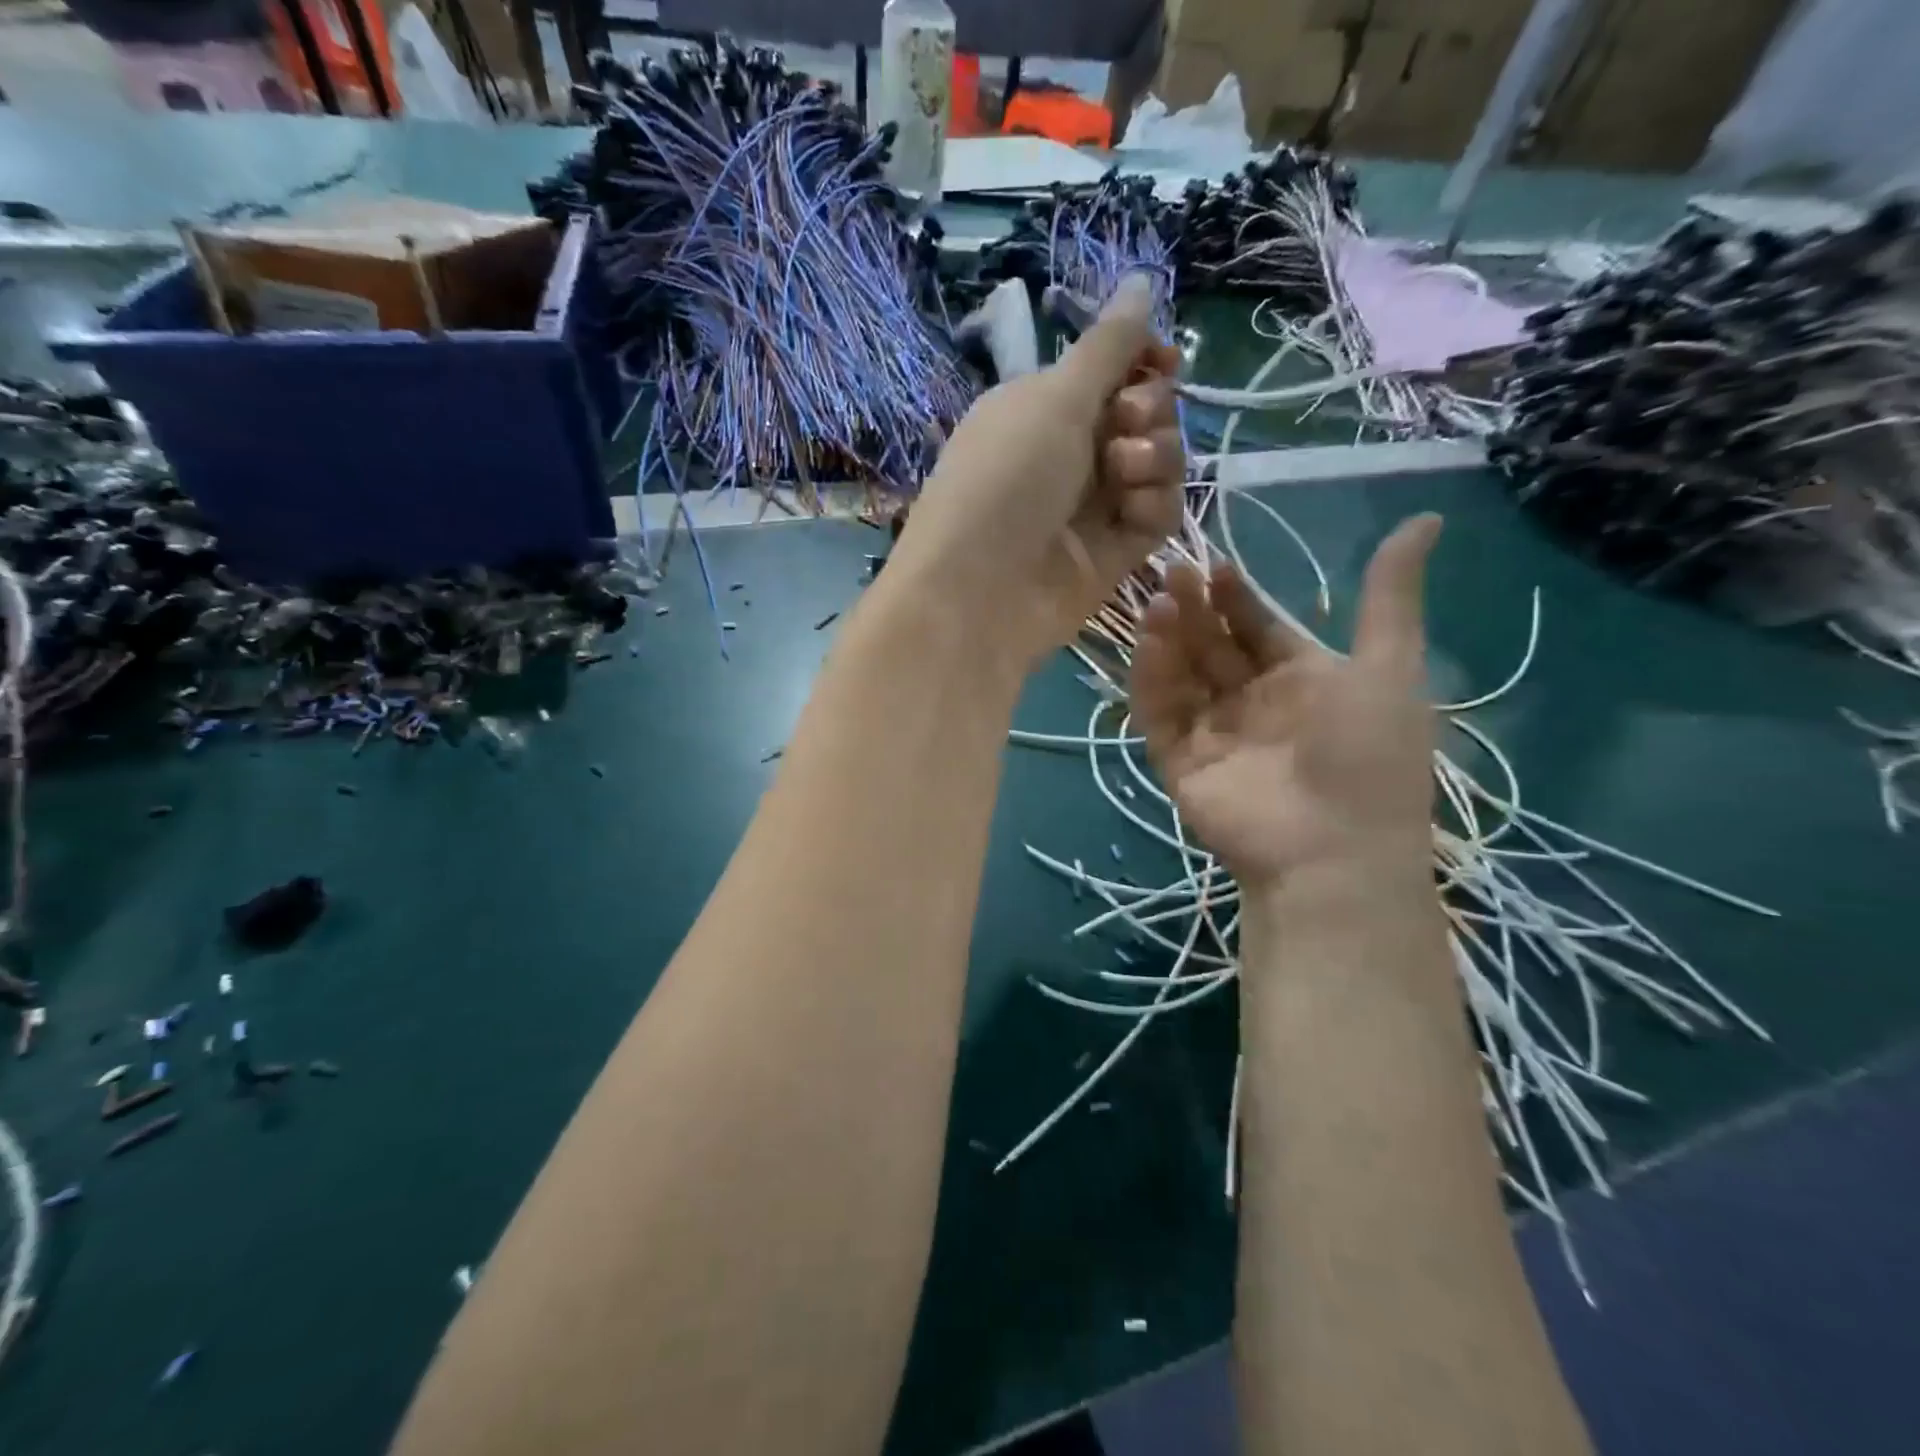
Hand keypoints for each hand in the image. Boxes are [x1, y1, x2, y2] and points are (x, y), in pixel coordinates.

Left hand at [885, 274, 1184, 667]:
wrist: (980, 592)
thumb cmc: (1004, 480)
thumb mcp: (1053, 398)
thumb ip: (1108, 346)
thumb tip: (1141, 279)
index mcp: (1042, 407)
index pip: (1111, 371)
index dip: (1143, 361)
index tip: (1162, 360)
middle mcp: (1069, 453)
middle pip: (1144, 413)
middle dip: (1149, 408)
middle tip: (1126, 423)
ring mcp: (1092, 505)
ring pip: (1159, 462)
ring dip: (1156, 455)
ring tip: (1125, 471)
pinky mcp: (1114, 551)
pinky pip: (1159, 513)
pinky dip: (1155, 504)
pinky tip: (1135, 510)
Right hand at [1132, 516, 1442, 890]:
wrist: (1332, 853)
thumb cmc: (1367, 756)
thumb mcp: (1388, 668)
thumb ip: (1390, 597)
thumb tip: (1429, 517)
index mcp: (1302, 680)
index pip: (1257, 627)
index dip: (1237, 596)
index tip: (1217, 564)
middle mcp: (1253, 703)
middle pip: (1213, 645)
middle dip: (1195, 608)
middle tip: (1176, 572)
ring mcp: (1214, 733)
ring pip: (1181, 674)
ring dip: (1168, 636)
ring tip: (1159, 601)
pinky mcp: (1179, 760)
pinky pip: (1159, 713)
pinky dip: (1150, 679)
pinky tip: (1148, 643)